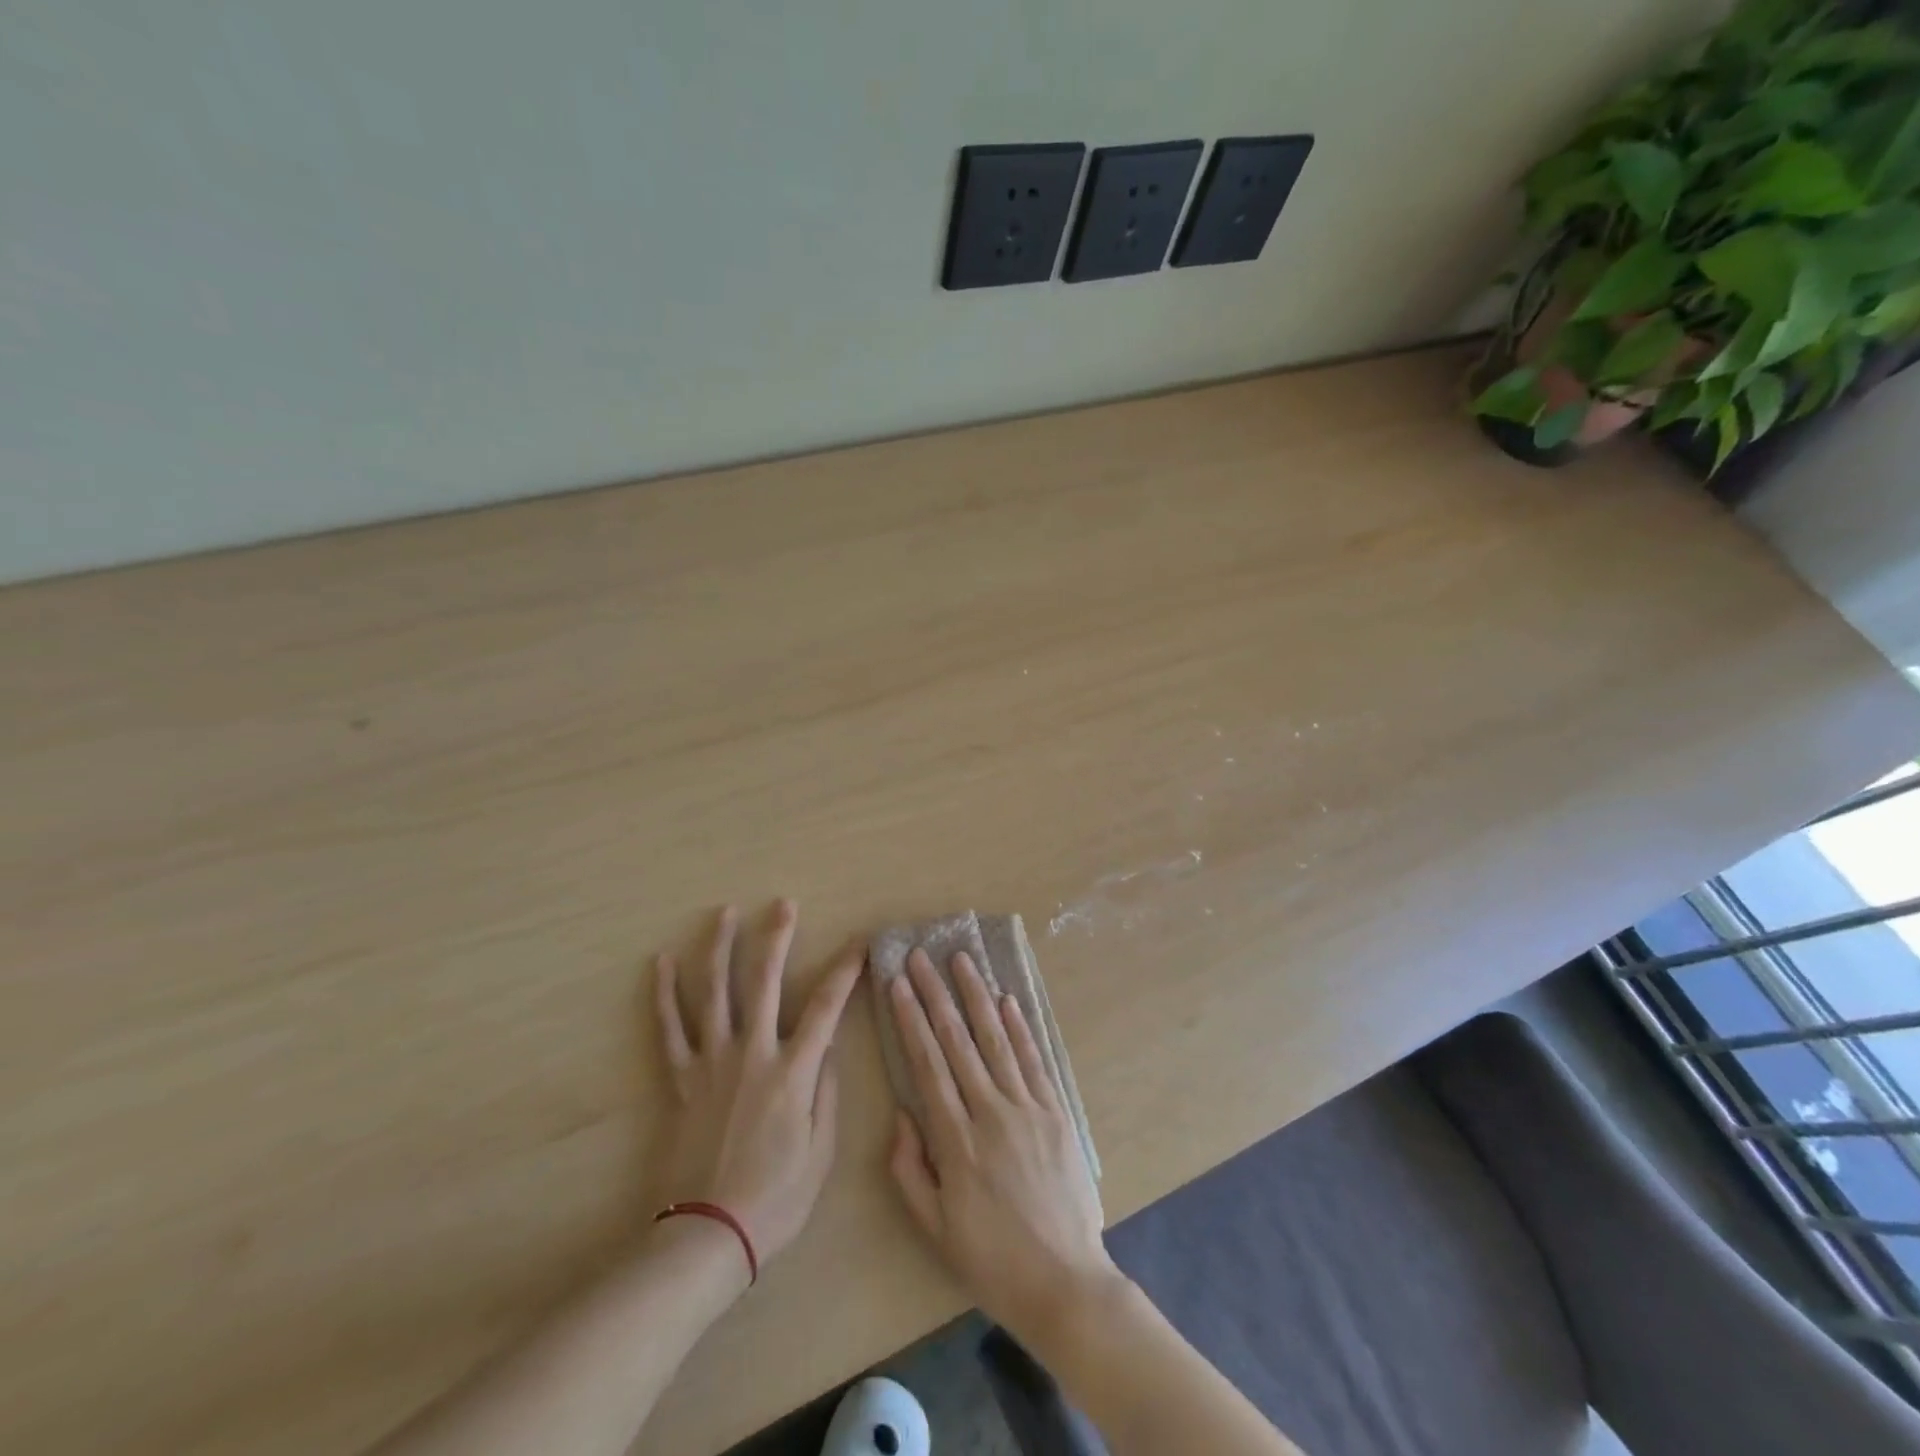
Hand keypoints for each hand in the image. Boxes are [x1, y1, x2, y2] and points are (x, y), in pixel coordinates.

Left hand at [652, 901, 861, 1272]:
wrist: (707, 1235)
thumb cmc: (776, 1198)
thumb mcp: (822, 1151)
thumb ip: (827, 1091)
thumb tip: (829, 1045)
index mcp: (793, 1071)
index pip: (828, 1007)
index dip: (847, 970)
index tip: (860, 943)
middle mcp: (752, 1053)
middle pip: (766, 982)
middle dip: (777, 938)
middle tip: (784, 905)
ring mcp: (712, 1062)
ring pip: (715, 992)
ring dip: (720, 948)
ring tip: (724, 914)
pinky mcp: (681, 1079)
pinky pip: (670, 1029)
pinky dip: (665, 994)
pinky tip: (662, 962)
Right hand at [885, 948, 1122, 1344]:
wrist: (1065, 1283)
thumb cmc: (991, 1259)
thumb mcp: (935, 1227)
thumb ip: (910, 1168)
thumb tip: (902, 1112)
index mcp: (956, 1141)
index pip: (927, 1065)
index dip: (911, 1020)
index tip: (898, 984)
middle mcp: (991, 1113)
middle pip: (957, 1042)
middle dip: (936, 995)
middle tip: (920, 957)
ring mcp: (1027, 1109)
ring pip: (996, 1040)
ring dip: (976, 996)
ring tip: (961, 960)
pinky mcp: (1056, 1112)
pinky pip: (1033, 1060)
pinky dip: (1019, 1027)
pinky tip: (1006, 999)